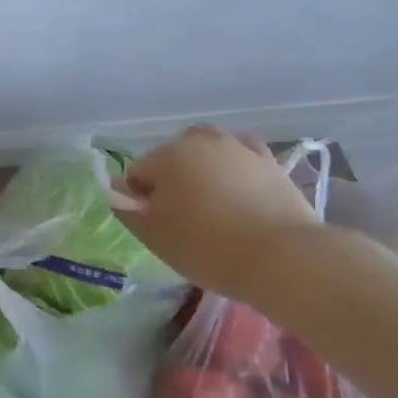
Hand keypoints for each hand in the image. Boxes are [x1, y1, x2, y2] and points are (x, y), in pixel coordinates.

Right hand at [114, 126, 321, 300]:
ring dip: (202, 173)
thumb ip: (126, 208)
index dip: (140, 202)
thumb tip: (117, 189)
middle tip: (183, 221)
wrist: (280, 257)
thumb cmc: (206, 246)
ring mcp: (239, 148)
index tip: (156, 229)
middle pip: (172, 159)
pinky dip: (234, 171)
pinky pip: (241, 160)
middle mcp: (201, 140)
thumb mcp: (153, 234)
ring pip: (208, 155)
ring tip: (212, 208)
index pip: (137, 174)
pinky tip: (239, 194)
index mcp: (167, 154)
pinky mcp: (270, 162)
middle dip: (171, 181)